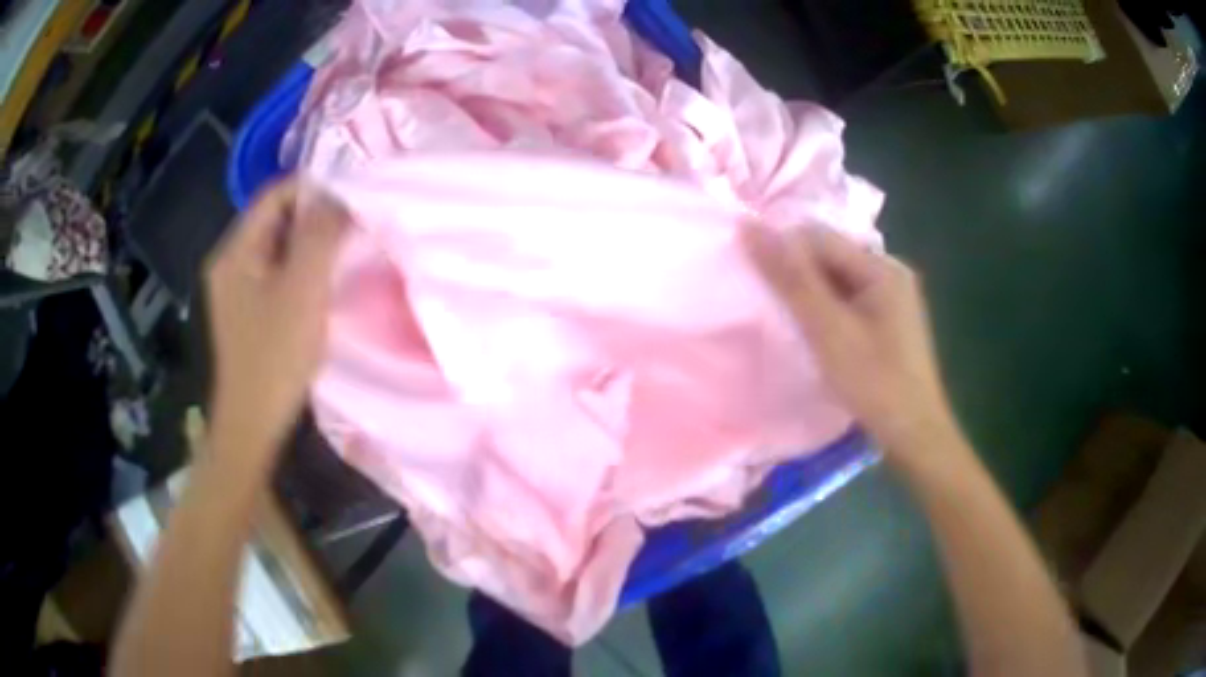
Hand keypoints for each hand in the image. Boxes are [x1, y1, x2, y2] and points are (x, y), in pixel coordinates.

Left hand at [204, 177, 347, 455]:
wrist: (252, 426)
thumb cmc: (275, 357)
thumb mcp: (302, 289)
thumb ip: (321, 234)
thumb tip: (341, 193)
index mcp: (235, 251)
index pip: (275, 194)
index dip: (315, 189)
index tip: (354, 202)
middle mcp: (229, 262)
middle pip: (276, 220)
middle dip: (315, 219)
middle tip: (354, 231)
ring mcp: (235, 290)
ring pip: (278, 248)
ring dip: (310, 247)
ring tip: (344, 257)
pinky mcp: (246, 313)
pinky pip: (276, 274)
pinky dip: (301, 272)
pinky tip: (321, 289)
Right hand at [744, 226, 959, 458]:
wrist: (914, 433)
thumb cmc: (874, 382)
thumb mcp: (827, 329)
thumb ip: (790, 279)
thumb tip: (750, 227)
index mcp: (881, 267)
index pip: (819, 238)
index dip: (783, 253)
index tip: (755, 282)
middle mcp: (890, 272)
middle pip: (829, 256)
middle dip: (797, 276)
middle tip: (770, 307)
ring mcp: (893, 297)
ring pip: (837, 280)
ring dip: (810, 295)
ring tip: (788, 322)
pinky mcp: (890, 320)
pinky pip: (849, 300)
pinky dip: (827, 310)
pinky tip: (815, 334)